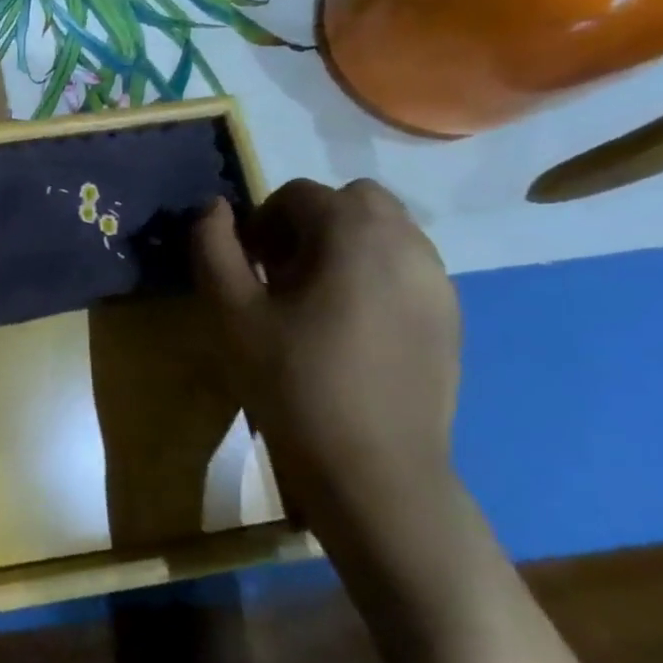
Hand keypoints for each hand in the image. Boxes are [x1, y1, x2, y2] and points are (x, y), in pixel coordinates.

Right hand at [192, 179, 460, 529]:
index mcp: (355, 234)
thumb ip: (214, 249)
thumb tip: (213, 208)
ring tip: (310, 303)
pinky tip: (346, 329)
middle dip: (308, 224)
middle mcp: (408, 243)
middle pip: (352, 202)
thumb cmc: (292, 382)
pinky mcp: (449, 318)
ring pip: (384, 234)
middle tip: (278, 275)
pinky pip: (404, 270)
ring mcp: (438, 281)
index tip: (245, 266)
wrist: (374, 468)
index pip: (299, 194)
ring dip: (341, 247)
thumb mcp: (232, 313)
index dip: (260, 221)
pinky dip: (370, 276)